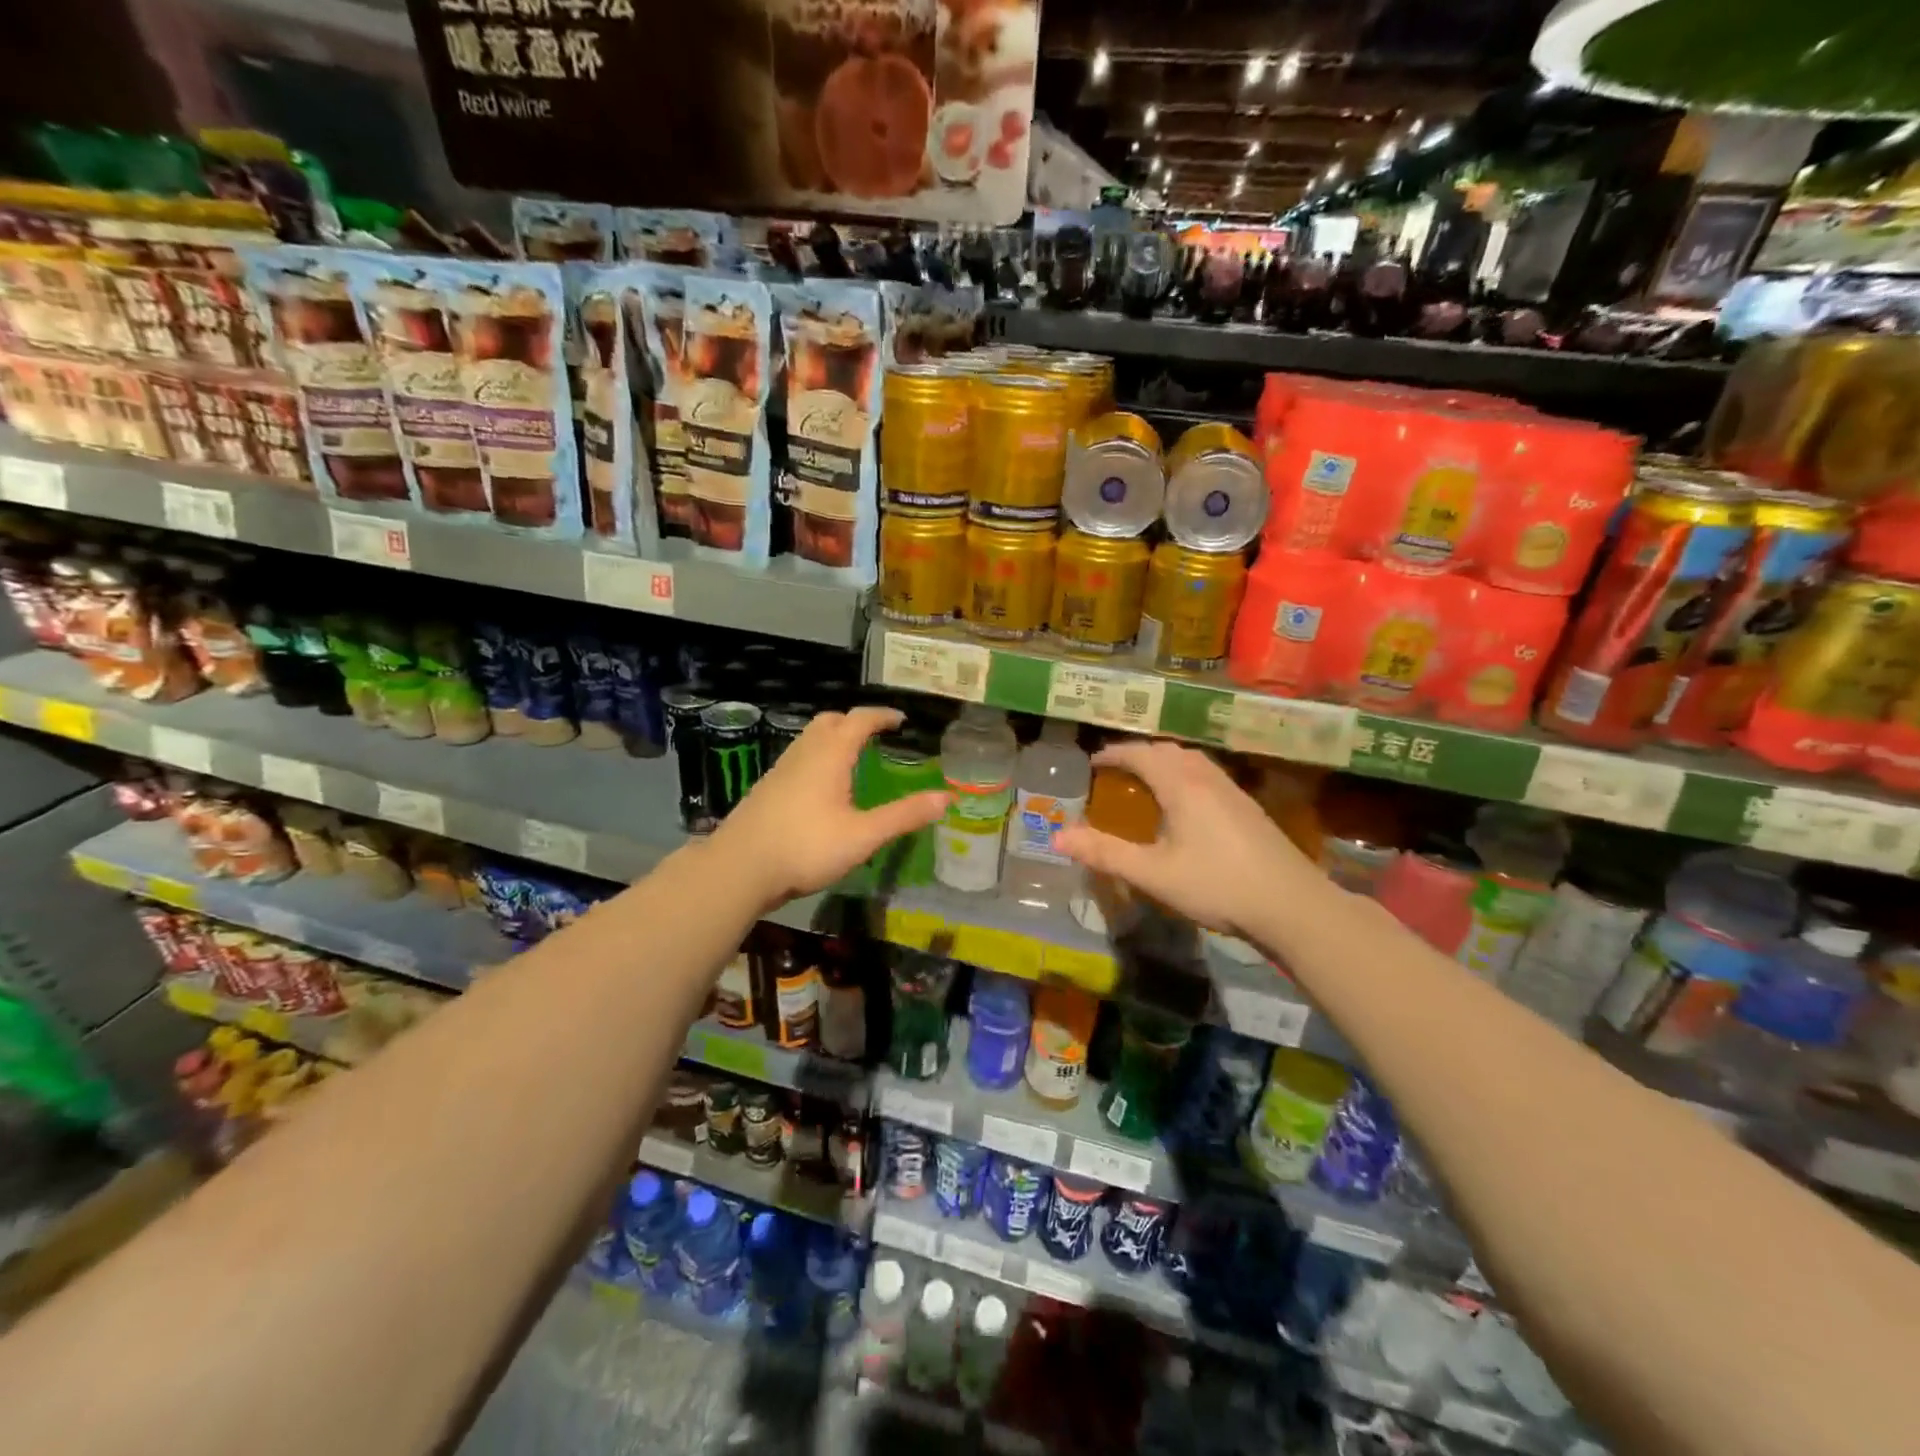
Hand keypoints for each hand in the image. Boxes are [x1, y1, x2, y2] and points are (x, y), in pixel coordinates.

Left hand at [707, 707, 946, 911]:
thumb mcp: (863, 836)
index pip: (859, 720)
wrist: (739, 868)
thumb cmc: (806, 847)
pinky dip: (817, 757)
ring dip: (833, 738)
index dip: (882, 715)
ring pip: (810, 739)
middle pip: (829, 721)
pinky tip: (822, 788)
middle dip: (854, 721)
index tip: (900, 719)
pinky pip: (798, 758)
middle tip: (875, 735)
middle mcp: (804, 753)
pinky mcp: (768, 789)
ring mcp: (781, 770)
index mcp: (829, 755)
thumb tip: (946, 798)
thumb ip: (903, 816)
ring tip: (852, 758)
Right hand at [1051, 739, 1321, 938]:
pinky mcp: (1247, 807)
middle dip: (1138, 753)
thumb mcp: (1152, 874)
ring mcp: (1232, 791)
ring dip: (1164, 761)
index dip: (1114, 754)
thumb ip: (1105, 854)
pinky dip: (1184, 774)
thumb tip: (1058, 837)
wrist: (1290, 904)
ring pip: (1192, 760)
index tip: (1093, 762)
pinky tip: (1186, 803)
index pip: (1141, 755)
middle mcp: (1206, 778)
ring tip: (1147, 780)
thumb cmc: (1216, 886)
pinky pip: (1207, 774)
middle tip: (1116, 769)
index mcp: (1181, 785)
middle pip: (1168, 751)